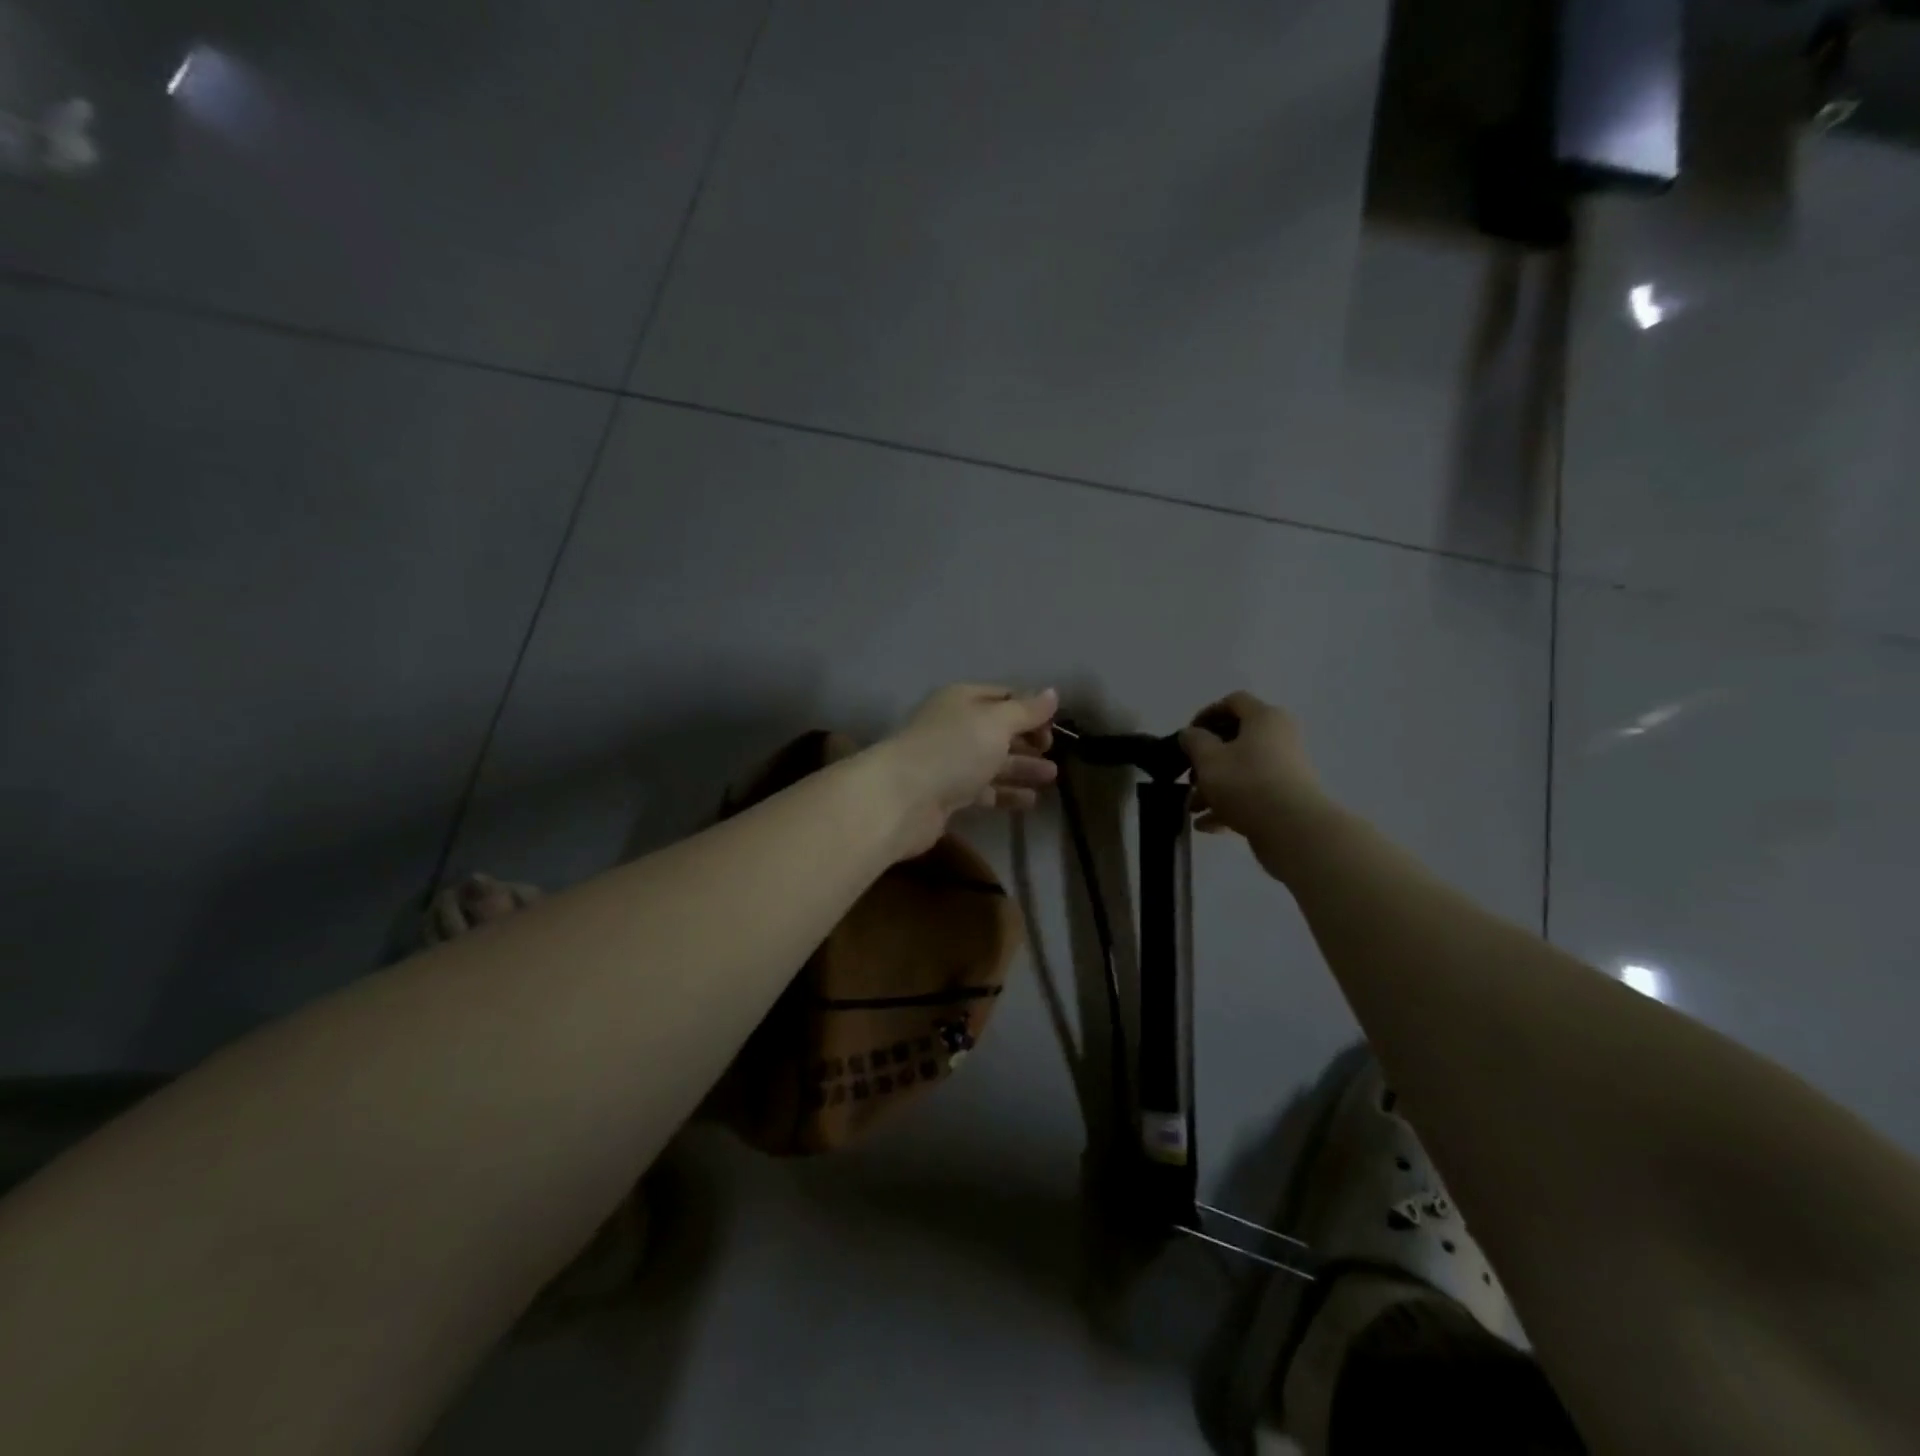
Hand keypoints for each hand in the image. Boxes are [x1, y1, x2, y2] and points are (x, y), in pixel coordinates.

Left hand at [876, 684, 1058, 856]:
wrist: (902, 799)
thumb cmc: (953, 750)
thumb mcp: (996, 723)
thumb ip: (1026, 710)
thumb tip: (1053, 693)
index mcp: (962, 700)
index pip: (1003, 697)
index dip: (1031, 709)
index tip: (1055, 727)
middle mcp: (955, 727)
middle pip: (998, 730)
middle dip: (1028, 740)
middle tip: (1054, 753)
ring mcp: (949, 762)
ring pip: (992, 762)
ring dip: (1022, 768)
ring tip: (1051, 777)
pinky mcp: (947, 795)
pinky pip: (984, 790)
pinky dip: (1006, 793)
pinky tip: (1030, 801)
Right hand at [1178, 691, 1329, 855]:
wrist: (1293, 829)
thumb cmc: (1246, 783)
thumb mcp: (1208, 759)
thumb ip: (1193, 741)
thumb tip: (1191, 734)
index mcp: (1264, 718)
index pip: (1234, 702)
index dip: (1207, 714)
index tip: (1188, 736)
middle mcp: (1280, 737)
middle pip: (1237, 740)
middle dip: (1206, 759)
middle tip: (1189, 776)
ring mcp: (1286, 768)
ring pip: (1242, 770)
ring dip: (1214, 786)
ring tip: (1192, 807)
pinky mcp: (1287, 796)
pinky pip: (1253, 793)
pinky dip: (1230, 805)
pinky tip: (1207, 825)